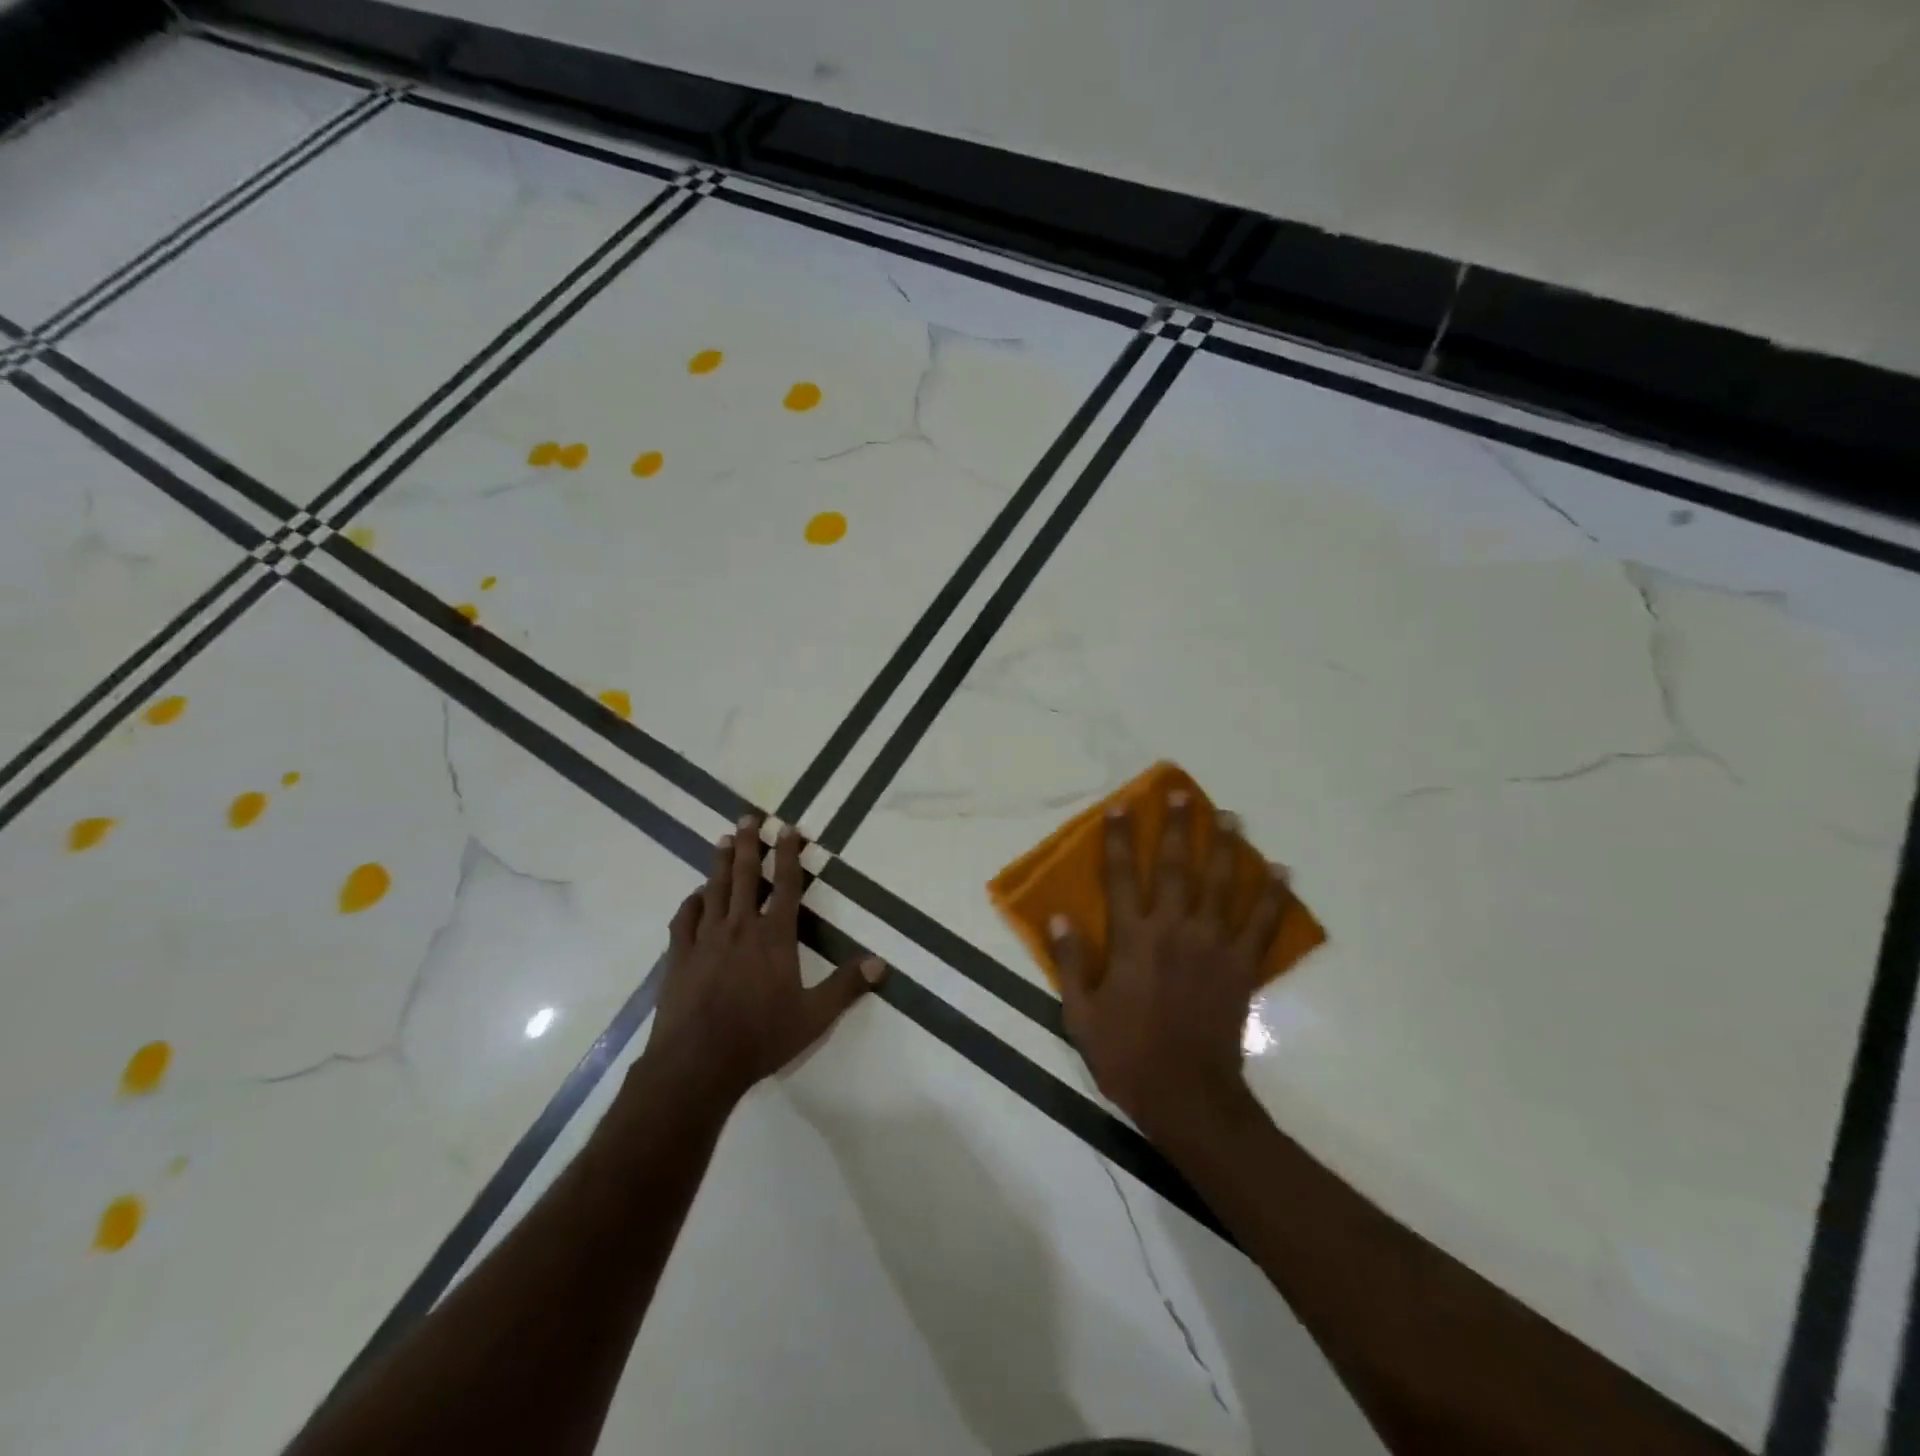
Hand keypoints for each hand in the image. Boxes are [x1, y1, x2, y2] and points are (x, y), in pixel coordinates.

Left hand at [644, 816, 884, 1106]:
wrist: (697, 1063)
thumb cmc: (760, 1038)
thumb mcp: (814, 1017)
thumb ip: (846, 987)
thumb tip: (881, 963)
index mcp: (775, 937)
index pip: (786, 885)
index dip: (789, 855)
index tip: (788, 829)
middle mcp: (740, 927)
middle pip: (746, 876)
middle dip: (750, 844)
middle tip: (749, 817)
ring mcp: (705, 940)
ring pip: (715, 890)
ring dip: (721, 863)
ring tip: (725, 840)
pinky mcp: (679, 957)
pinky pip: (685, 920)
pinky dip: (692, 902)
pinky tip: (695, 895)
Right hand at [1050, 793, 1291, 1140]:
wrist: (1187, 1096)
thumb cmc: (1126, 1055)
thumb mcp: (1080, 1014)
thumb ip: (1070, 961)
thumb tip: (1058, 915)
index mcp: (1132, 940)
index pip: (1122, 876)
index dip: (1120, 839)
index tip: (1121, 807)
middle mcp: (1173, 931)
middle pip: (1177, 868)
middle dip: (1178, 827)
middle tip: (1182, 793)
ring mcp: (1213, 947)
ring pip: (1221, 885)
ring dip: (1226, 847)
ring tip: (1230, 816)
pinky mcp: (1241, 967)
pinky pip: (1261, 925)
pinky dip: (1273, 896)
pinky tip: (1281, 871)